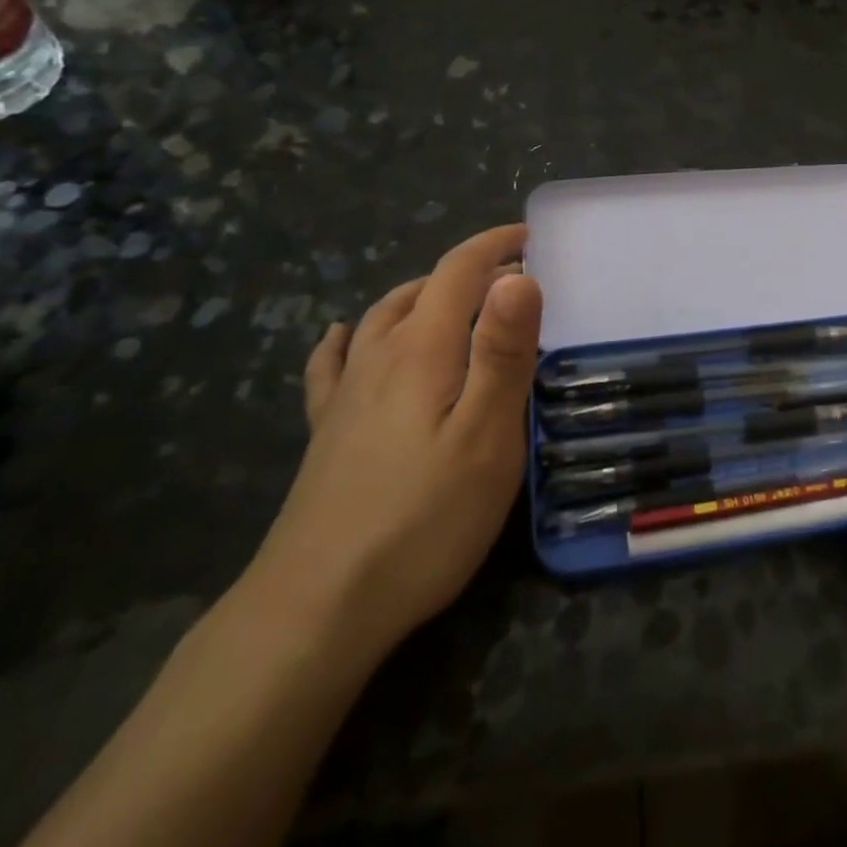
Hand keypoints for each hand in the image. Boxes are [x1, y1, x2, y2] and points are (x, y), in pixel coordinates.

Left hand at [247, 225, 541, 658]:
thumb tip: (519, 275)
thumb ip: (504, 351)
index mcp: (423, 348)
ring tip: (453, 298)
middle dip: (468, 269)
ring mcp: (346, 394)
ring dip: (421, 294)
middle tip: (510, 277)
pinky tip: (342, 337)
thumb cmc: (423, 518)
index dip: (494, 246)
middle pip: (421, 289)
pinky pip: (333, 364)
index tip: (530, 237)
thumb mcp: (487, 435)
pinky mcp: (326, 431)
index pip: (459, 271)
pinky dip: (347, 338)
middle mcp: (379, 356)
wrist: (316, 609)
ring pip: (382, 317)